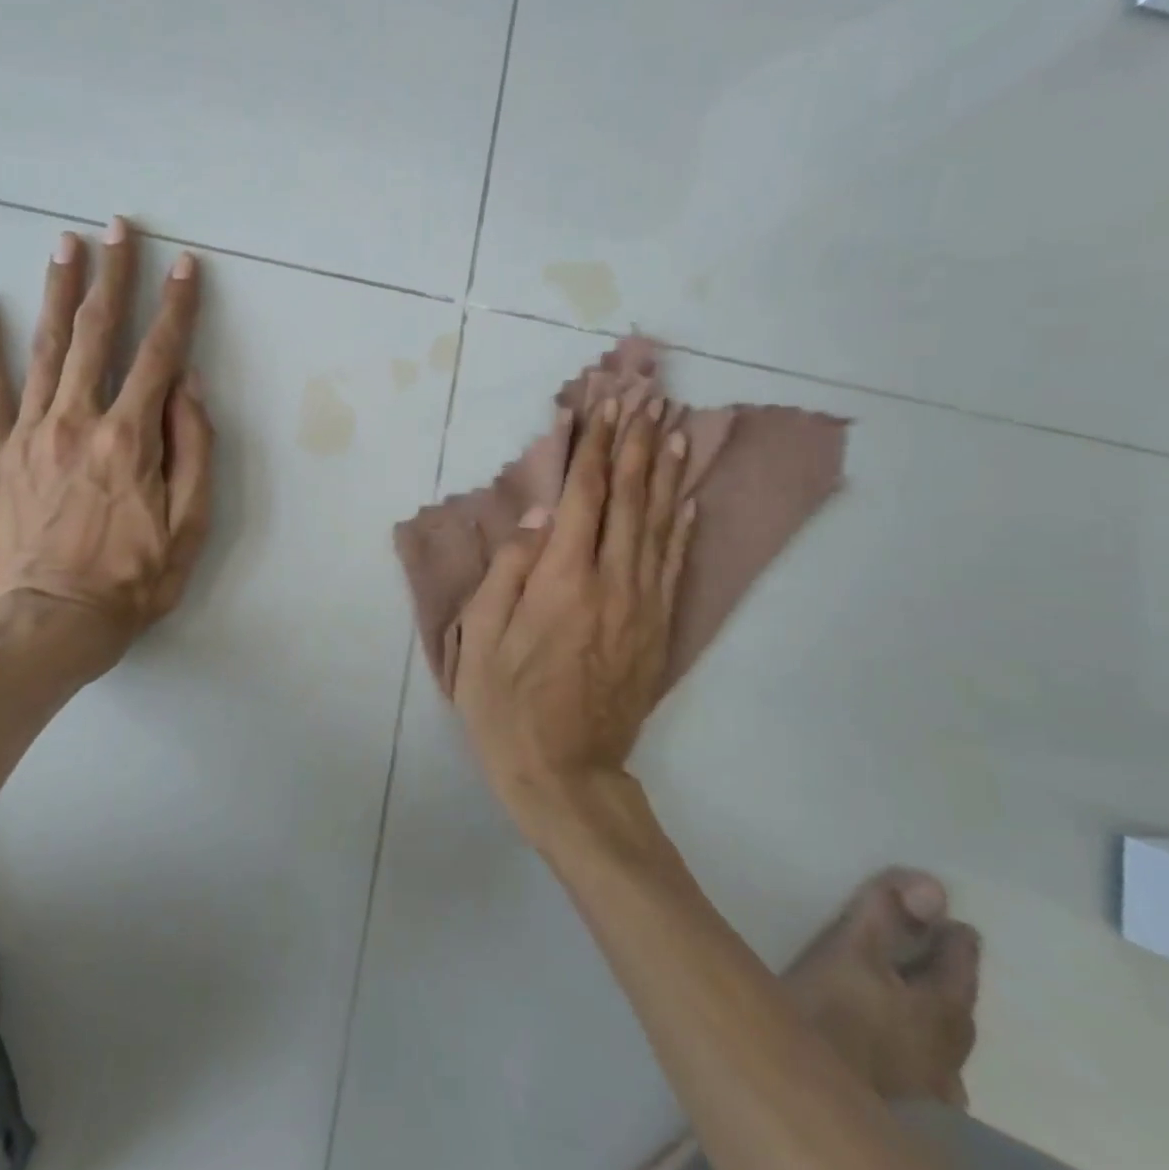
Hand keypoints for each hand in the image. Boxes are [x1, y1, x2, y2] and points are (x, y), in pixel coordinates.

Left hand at [0, 218, 213, 674]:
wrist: (51, 624)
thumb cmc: (133, 580)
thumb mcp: (190, 525)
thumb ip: (194, 449)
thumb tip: (187, 385)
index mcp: (130, 438)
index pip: (160, 355)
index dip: (177, 306)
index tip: (185, 266)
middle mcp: (78, 420)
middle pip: (99, 333)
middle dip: (113, 275)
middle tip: (118, 227)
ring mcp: (30, 433)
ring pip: (47, 347)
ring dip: (60, 291)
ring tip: (65, 243)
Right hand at [452, 398, 693, 832]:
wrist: (566, 772)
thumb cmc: (506, 705)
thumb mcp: (482, 638)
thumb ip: (509, 571)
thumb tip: (537, 517)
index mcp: (562, 580)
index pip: (580, 496)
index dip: (590, 447)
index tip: (597, 406)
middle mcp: (610, 582)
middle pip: (626, 499)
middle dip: (632, 443)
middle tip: (642, 397)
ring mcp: (642, 605)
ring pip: (657, 524)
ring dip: (663, 472)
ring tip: (671, 428)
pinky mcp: (658, 629)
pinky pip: (674, 566)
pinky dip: (681, 527)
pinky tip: (686, 499)